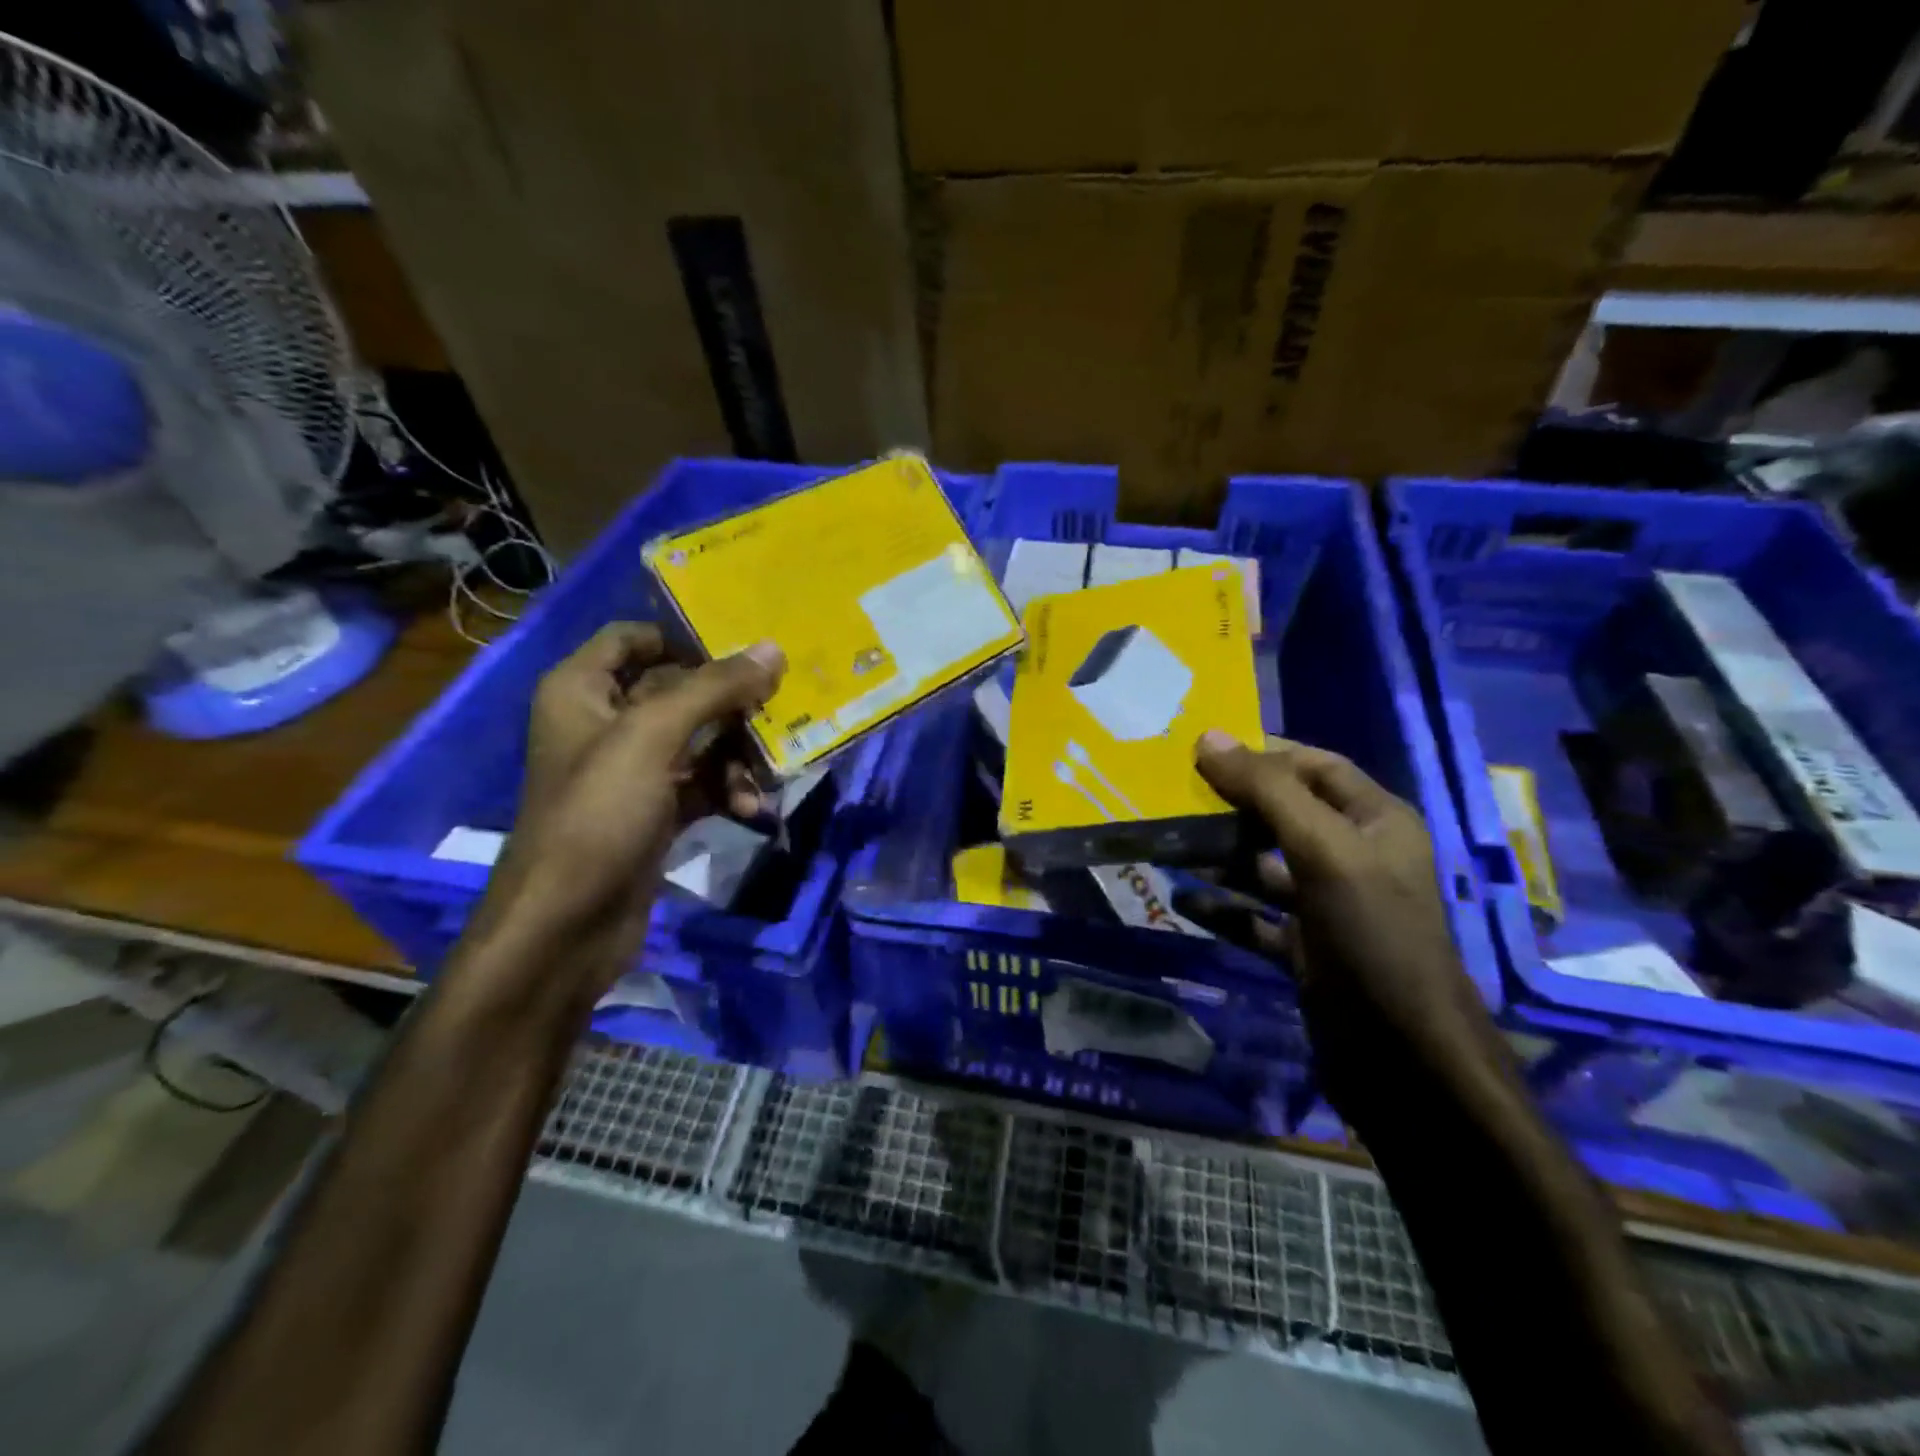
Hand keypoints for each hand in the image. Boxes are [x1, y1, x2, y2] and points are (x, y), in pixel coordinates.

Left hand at [463, 623, 783, 1006]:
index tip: (744, 648)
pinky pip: (702, 783)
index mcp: (583, 690)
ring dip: (736, 754)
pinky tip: (750, 808)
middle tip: (778, 707)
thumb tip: (772, 649)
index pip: (635, 638)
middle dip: (729, 703)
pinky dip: (728, 789)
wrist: (567, 925)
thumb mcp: (654, 737)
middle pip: (679, 690)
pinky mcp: (654, 811)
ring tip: (764, 775)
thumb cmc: (599, 813)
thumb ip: (714, 688)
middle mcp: (604, 722)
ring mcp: (631, 771)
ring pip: (699, 739)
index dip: (686, 637)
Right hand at [1193, 731, 1501, 1094]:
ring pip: (1264, 867)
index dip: (1263, 754)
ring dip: (1219, 858)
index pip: (1315, 766)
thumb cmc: (1373, 936)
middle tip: (1173, 796)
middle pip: (1284, 814)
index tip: (1202, 751)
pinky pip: (1255, 917)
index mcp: (1375, 822)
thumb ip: (1267, 792)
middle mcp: (1354, 857)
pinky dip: (1221, 908)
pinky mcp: (1307, 949)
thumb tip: (1208, 738)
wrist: (1405, 1059)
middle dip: (1231, 806)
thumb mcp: (1324, 851)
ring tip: (1168, 846)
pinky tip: (1180, 901)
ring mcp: (1329, 906)